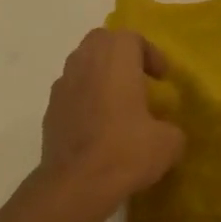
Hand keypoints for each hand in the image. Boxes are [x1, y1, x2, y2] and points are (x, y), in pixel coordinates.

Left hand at [36, 28, 184, 209]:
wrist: (76, 184)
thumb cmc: (125, 151)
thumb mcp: (168, 143)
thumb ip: (171, 129)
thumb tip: (166, 132)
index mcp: (115, 59)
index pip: (131, 37)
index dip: (149, 53)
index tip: (161, 77)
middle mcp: (85, 63)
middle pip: (101, 42)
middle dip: (120, 55)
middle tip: (138, 79)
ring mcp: (62, 86)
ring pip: (81, 64)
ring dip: (100, 75)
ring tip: (117, 102)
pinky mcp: (49, 110)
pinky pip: (70, 92)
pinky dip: (84, 98)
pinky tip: (97, 126)